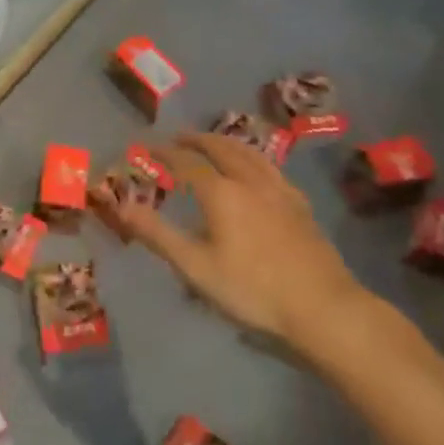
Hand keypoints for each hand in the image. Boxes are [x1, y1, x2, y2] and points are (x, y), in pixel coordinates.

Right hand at [124, 133, 366, 354]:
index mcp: (222, 192)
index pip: (186, 162)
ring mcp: (279, 190)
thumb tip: (121, 207)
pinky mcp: (300, 204)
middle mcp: (250, 180)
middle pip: (220, 148)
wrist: (323, 307)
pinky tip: (256, 170)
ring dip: (226, 142)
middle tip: (178, 137)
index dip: (165, 152)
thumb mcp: (196, 267)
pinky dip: (252, 158)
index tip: (147, 147)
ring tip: (214, 142)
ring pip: (249, 152)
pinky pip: (270, 167)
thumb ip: (158, 235)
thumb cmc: (253, 289)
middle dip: (196, 139)